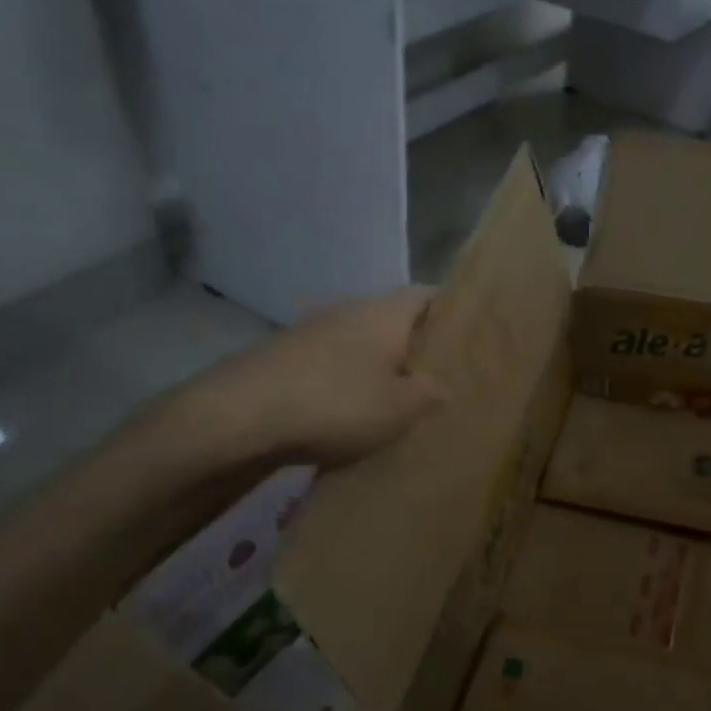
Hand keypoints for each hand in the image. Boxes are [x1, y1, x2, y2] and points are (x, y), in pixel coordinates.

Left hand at [151, 288, 443, 473]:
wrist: (240, 415)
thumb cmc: (336, 403)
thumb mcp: (400, 408)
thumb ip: (429, 393)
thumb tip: (442, 385)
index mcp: (384, 312)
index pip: (428, 295)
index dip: (451, 313)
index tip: (469, 340)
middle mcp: (349, 310)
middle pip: (393, 319)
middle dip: (415, 346)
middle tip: (439, 378)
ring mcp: (313, 330)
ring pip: (361, 343)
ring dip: (378, 366)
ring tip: (397, 400)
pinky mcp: (286, 356)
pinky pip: (332, 363)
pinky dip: (347, 381)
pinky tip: (351, 412)